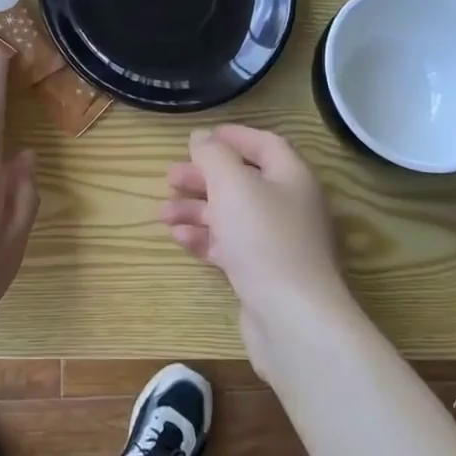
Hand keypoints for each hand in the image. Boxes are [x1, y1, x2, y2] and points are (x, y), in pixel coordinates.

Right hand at [160, 126, 356, 361]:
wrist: (292, 318)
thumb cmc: (264, 238)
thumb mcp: (232, 185)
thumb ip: (213, 155)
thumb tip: (201, 136)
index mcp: (291, 177)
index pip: (264, 144)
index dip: (233, 137)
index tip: (199, 138)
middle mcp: (289, 206)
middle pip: (242, 181)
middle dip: (203, 178)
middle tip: (169, 178)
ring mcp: (277, 243)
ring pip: (231, 216)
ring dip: (196, 210)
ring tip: (163, 213)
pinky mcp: (263, 274)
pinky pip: (230, 246)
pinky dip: (204, 239)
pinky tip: (179, 238)